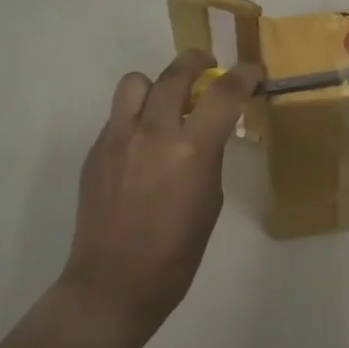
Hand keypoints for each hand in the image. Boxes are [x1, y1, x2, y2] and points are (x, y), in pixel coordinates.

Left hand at [58, 49, 260, 341]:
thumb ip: (208, 157)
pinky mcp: (96, 150)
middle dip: (197, 62)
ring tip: (165, 104)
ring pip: (136, 82)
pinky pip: (118, 114)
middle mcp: (154, 132)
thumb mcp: (210, 202)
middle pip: (176, 73)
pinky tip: (141, 145)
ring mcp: (119, 137)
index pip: (224, 93)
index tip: (252, 70)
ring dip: (157, 86)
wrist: (112, 285)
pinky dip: (136, 117)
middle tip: (207, 68)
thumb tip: (206, 132)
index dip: (244, 75)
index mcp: (192, 150)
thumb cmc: (175, 255)